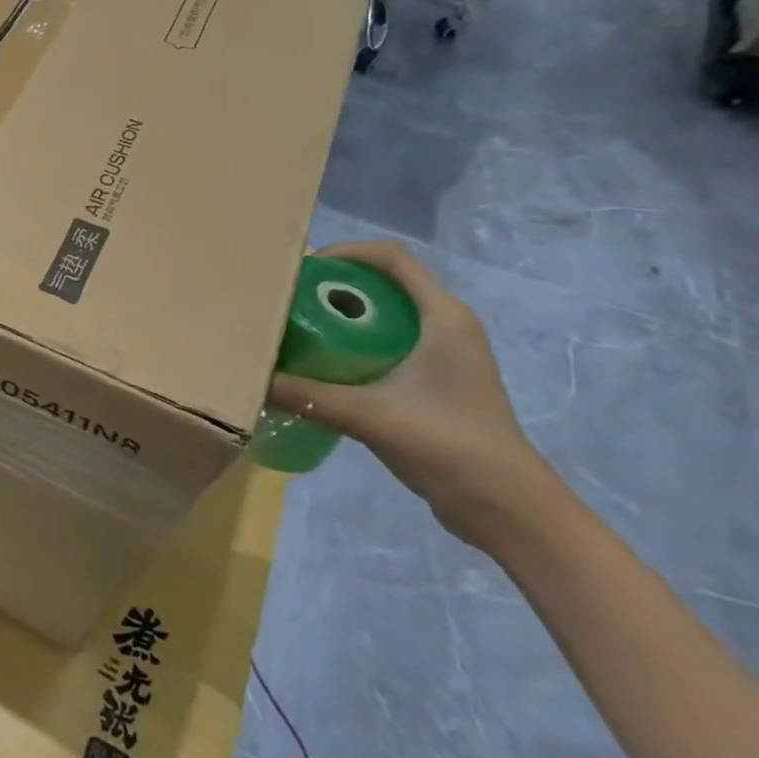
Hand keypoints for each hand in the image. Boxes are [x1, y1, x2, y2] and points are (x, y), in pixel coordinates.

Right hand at [267, 240, 566, 548]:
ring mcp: (442, 354)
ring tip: (296, 329)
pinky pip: (385, 343)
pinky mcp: (433, 380)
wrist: (506, 505)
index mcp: (442, 317)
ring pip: (383, 314)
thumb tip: (252, 380)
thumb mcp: (368, 415)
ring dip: (340, 316)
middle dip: (333, 285)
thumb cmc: (447, 443)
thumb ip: (307, 395)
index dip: (345, 252)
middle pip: (382, 283)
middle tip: (288, 300)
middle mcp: (444, 325)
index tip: (302, 271)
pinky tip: (321, 365)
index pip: (392, 258)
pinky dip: (351, 342)